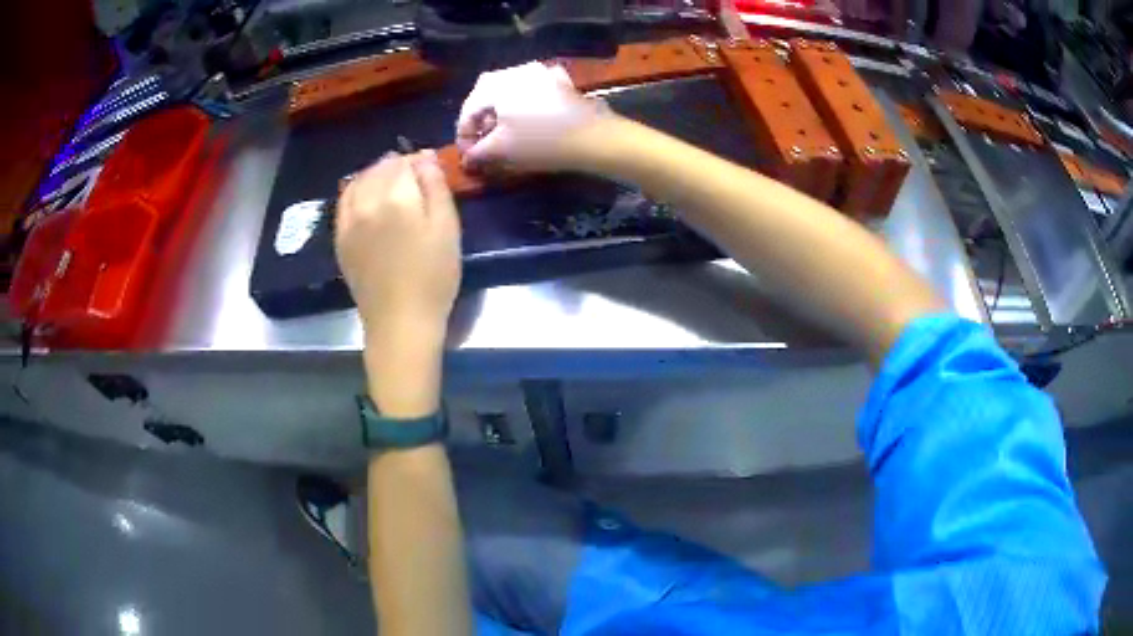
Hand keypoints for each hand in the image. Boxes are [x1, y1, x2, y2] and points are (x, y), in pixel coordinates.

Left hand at [335, 151, 461, 344]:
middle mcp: (367, 202)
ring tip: (391, 181)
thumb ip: (436, 187)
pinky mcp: (340, 237)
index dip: (420, 160)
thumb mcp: (447, 228)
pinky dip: (356, 190)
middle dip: (398, 165)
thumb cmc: (433, 277)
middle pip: (381, 168)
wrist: (400, 321)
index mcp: (397, 197)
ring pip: (359, 180)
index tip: (431, 165)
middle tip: (415, 172)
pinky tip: (366, 195)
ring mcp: (348, 220)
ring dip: (376, 174)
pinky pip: (344, 201)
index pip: (405, 162)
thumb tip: (426, 158)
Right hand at [456, 62, 609, 171]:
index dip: (464, 135)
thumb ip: (477, 153)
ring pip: (510, 88)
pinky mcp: (561, 81)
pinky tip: (528, 117)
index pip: (469, 109)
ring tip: (503, 132)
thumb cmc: (541, 142)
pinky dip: (525, 102)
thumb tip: (466, 158)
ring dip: (501, 109)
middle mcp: (516, 70)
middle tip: (482, 141)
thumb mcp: (501, 150)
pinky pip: (534, 89)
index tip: (467, 155)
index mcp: (496, 84)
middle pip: (487, 94)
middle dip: (481, 118)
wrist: (593, 137)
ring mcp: (541, 72)